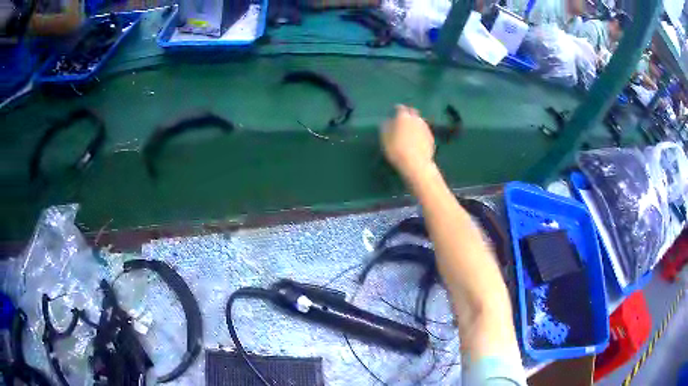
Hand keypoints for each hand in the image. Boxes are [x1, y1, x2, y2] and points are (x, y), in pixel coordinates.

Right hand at [381, 105, 434, 178]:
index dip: (396, 109)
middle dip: (408, 113)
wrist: (416, 163)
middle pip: (412, 112)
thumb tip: (388, 120)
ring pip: (419, 121)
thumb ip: (386, 126)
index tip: (393, 112)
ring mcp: (425, 127)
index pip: (400, 108)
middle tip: (403, 120)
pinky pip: (424, 130)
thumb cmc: (397, 150)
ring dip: (415, 123)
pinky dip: (420, 132)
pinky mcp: (431, 137)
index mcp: (403, 117)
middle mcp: (416, 119)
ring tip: (410, 130)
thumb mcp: (385, 138)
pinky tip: (417, 140)